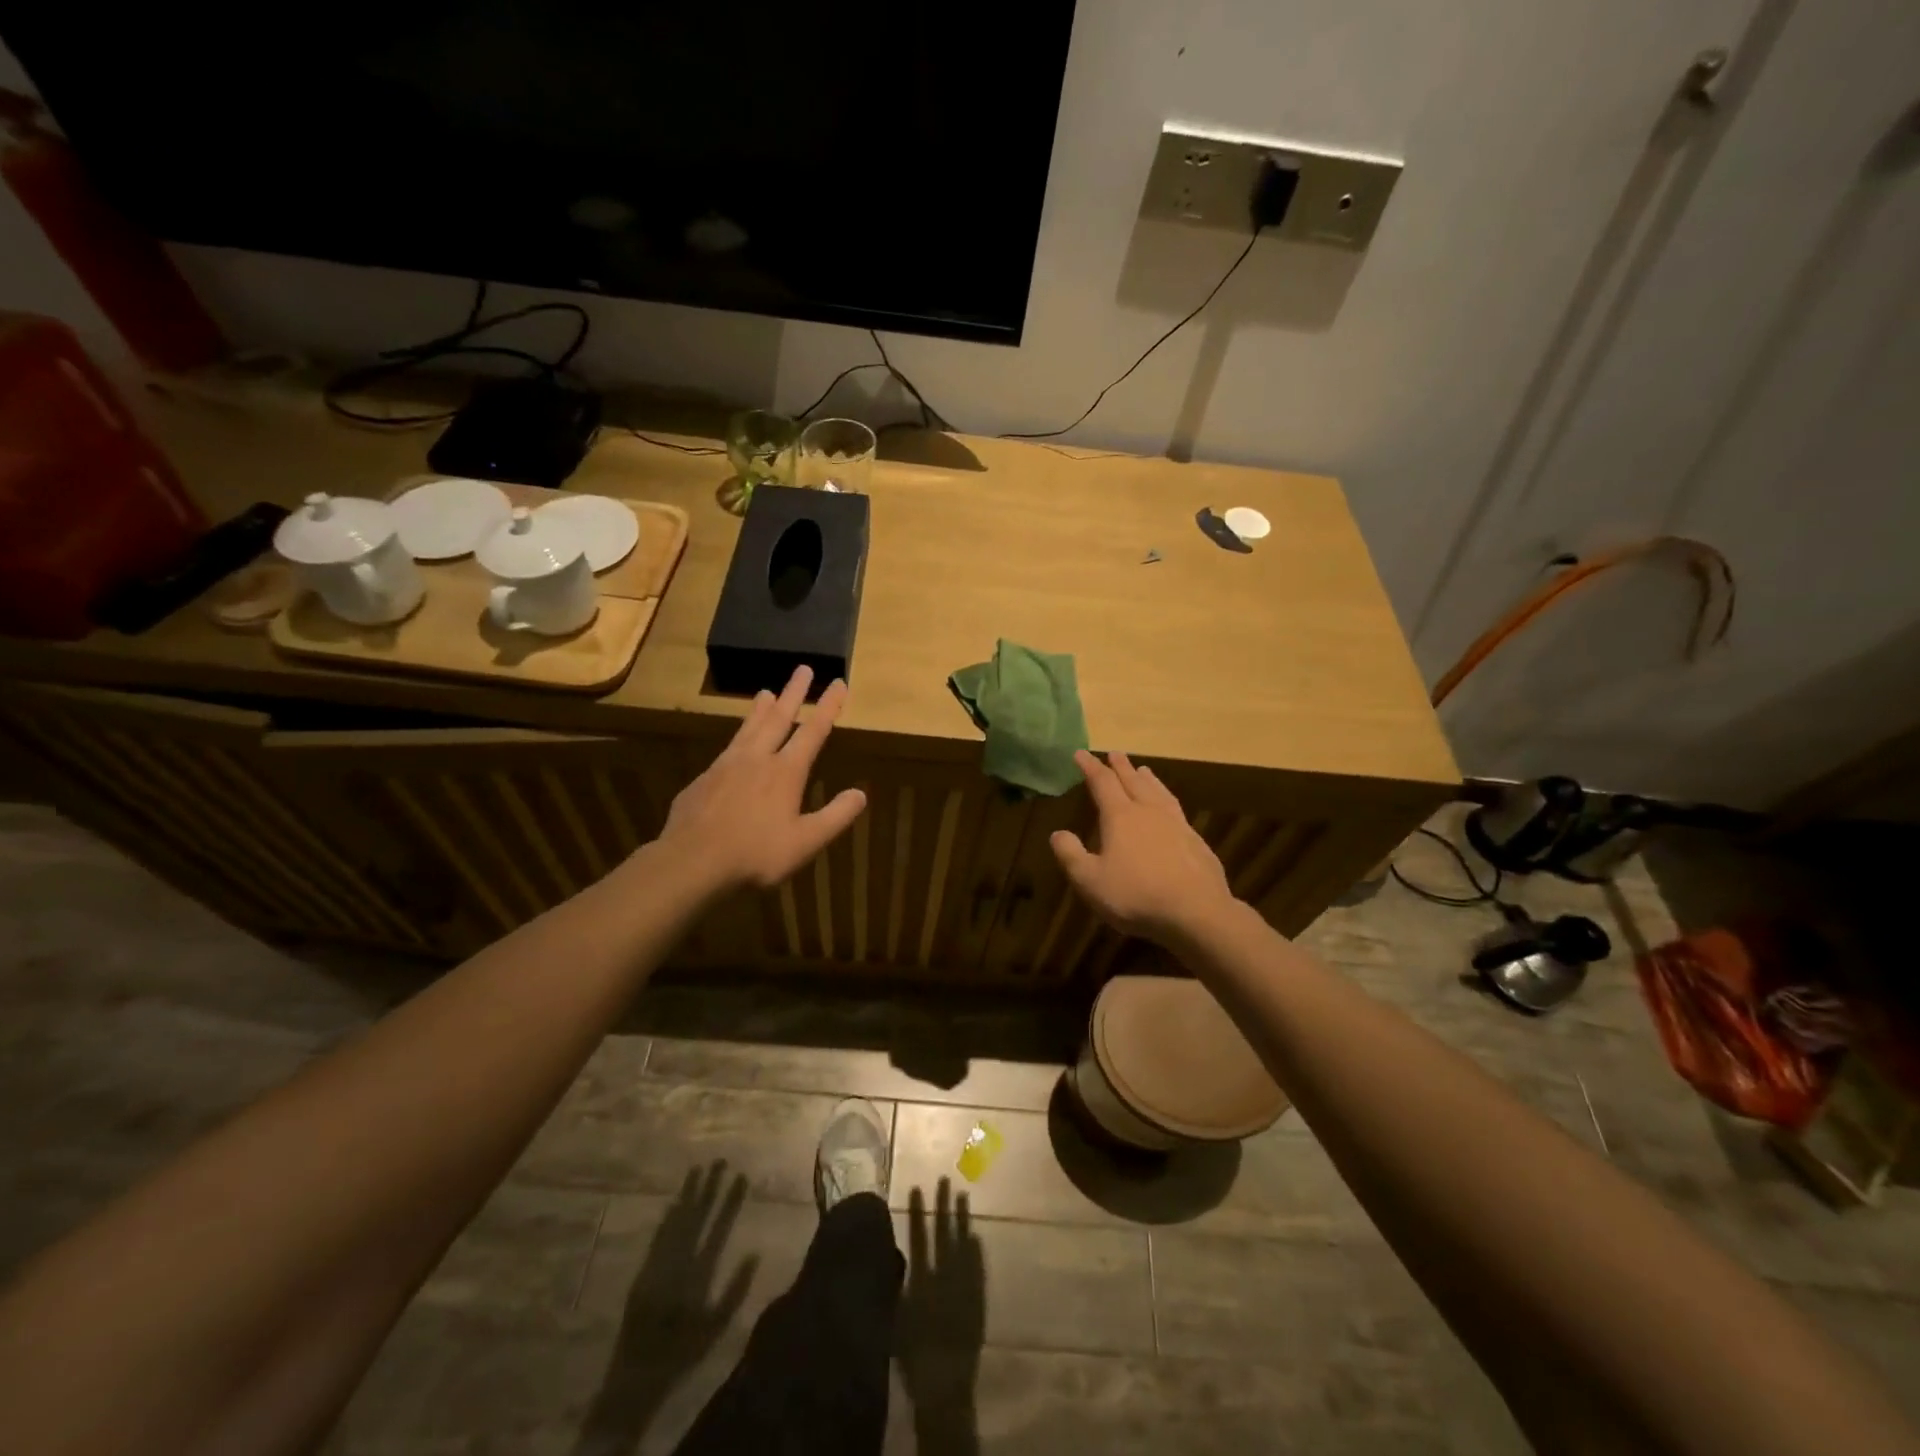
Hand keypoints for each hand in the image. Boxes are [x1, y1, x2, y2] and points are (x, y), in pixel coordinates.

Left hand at [658, 666, 866, 893]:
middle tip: (802, 668)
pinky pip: (727, 748)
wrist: (691, 861)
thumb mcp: (806, 842)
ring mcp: (726, 766)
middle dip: (794, 693)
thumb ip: (835, 817)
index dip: (828, 706)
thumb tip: (861, 794)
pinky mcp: (704, 779)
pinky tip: (736, 743)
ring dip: (761, 709)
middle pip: (779, 718)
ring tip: (766, 692)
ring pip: (748, 728)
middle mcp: (757, 759)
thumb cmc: (756, 854)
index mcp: (786, 771)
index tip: (838, 682)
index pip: (813, 731)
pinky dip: (738, 736)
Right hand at [895, 1179, 984, 1455]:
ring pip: (964, 1244)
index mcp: (921, 1281)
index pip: (918, 1237)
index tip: (917, 1187)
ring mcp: (964, 1286)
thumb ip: (898, 1287)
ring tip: (964, 1195)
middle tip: (945, 1178)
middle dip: (943, 1205)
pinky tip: (976, 1235)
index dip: (917, 1211)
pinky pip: (978, 1268)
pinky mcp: (978, 1299)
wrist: (944, 1384)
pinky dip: (976, 1250)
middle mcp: (943, 1277)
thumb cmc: (913, 1356)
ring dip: (963, 1219)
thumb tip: (897, 1258)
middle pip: (943, 1233)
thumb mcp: (896, 1320)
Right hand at [1050, 749, 1237, 945]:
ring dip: (1148, 778)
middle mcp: (1149, 811)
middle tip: (1114, 753)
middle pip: (1133, 781)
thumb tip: (1058, 833)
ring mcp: (1176, 824)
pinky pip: (1176, 809)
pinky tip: (1169, 808)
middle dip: (1121, 766)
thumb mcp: (1090, 880)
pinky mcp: (1195, 840)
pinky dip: (1167, 799)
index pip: (1102, 783)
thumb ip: (1071, 855)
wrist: (1196, 912)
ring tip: (1143, 769)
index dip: (1090, 767)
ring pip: (1158, 792)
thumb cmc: (1136, 895)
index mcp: (1121, 817)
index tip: (1081, 753)